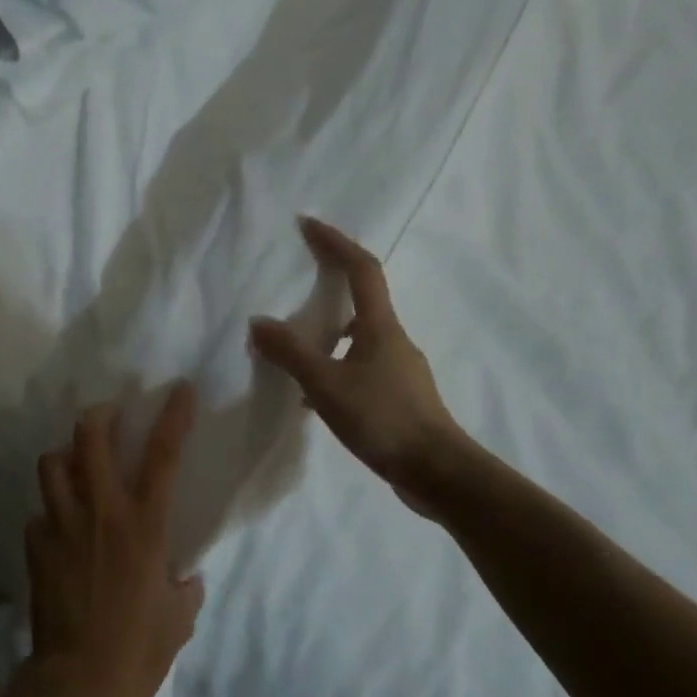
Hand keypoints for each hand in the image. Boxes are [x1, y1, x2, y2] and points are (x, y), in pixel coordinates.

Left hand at [17, 383, 204, 696]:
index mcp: (143, 526)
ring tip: (76, 468)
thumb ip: (183, 586)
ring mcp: (61, 527)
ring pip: (51, 464)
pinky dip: (50, 512)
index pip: (163, 456)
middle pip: (89, 438)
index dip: (174, 416)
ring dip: (65, 458)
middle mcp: (100, 513)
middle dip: (98, 415)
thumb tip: (182, 576)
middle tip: (107, 417)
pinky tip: (58, 531)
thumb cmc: (140, 652)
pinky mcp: (34, 547)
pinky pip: (39, 513)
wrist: (78, 684)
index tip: (180, 389)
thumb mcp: (179, 617)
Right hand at [249, 217, 472, 516]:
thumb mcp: (326, 386)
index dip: (336, 242)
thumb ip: (291, 353)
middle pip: (363, 301)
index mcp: (380, 327)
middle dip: (331, 287)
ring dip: (329, 335)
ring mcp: (400, 371)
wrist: (438, 472)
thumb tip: (258, 322)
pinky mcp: (400, 399)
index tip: (309, 224)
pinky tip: (315, 398)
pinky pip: (361, 370)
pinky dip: (336, 370)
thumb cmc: (384, 419)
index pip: (361, 269)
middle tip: (296, 288)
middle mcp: (394, 341)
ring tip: (296, 349)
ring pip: (360, 340)